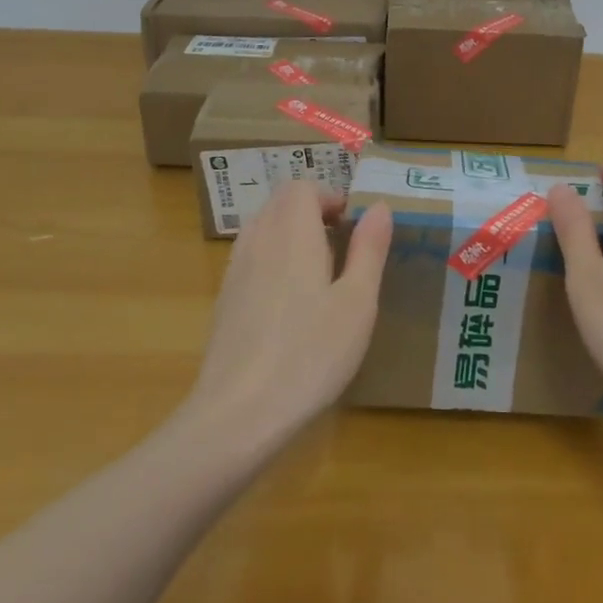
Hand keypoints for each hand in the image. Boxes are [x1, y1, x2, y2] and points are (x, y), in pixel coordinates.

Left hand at [188, 183, 392, 440]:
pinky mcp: (224, 300)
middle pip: (281, 202)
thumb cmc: (310, 354)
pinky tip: (292, 305)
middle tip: (344, 246)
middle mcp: (259, 239)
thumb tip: (378, 206)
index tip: (355, 226)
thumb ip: (369, 248)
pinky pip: (251, 257)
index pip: (303, 187)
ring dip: (292, 234)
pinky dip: (274, 259)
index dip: (331, 196)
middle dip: (313, 211)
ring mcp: (235, 270)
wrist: (237, 415)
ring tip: (321, 273)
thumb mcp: (357, 302)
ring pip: (264, 227)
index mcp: (292, 232)